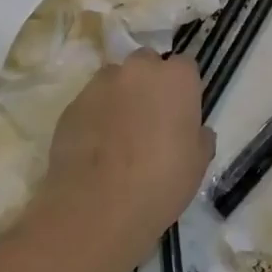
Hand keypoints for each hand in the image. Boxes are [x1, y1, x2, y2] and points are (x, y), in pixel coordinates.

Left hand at [42, 50, 214, 259]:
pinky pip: (90, 103)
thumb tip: (195, 131)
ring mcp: (100, 85)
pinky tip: (97, 147)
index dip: (184, 88)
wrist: (98, 208)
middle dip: (149, 83)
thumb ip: (199, 136)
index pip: (186, 66)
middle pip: (147, 63)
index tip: (182, 112)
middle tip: (152, 118)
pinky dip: (96, 116)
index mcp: (177, 78)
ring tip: (120, 133)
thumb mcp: (198, 163)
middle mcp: (138, 70)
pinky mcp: (71, 105)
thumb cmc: (161, 182)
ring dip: (120, 96)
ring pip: (115, 80)